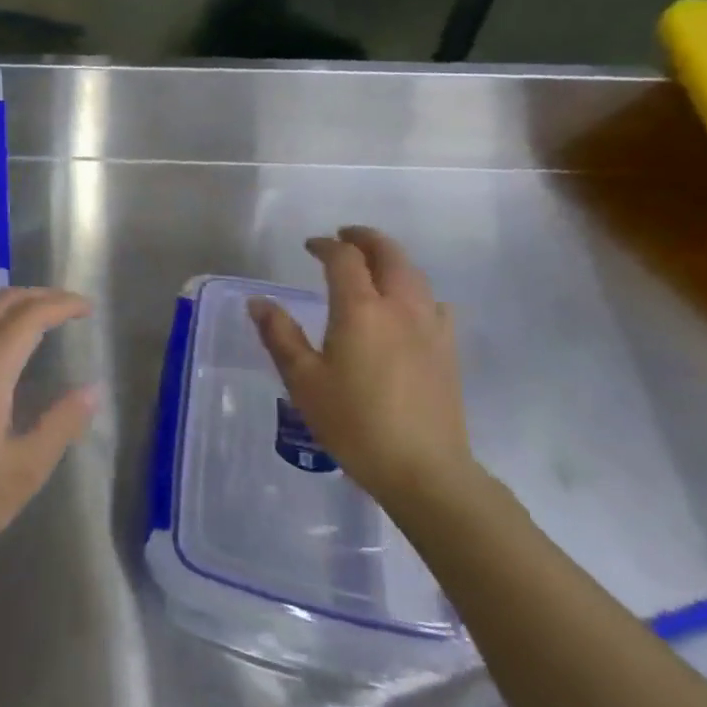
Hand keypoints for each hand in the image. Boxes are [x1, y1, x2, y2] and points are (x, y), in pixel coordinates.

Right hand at [247, 226, 476, 510]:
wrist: (424, 469)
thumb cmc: (353, 422)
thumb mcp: (303, 380)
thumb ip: (280, 335)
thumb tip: (258, 302)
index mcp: (361, 309)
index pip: (344, 258)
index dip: (326, 245)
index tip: (310, 246)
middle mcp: (400, 307)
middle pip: (390, 254)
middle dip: (366, 239)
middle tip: (345, 237)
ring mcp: (431, 327)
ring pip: (415, 275)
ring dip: (392, 260)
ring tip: (372, 265)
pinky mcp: (448, 350)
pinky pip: (434, 303)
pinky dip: (415, 290)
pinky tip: (407, 308)